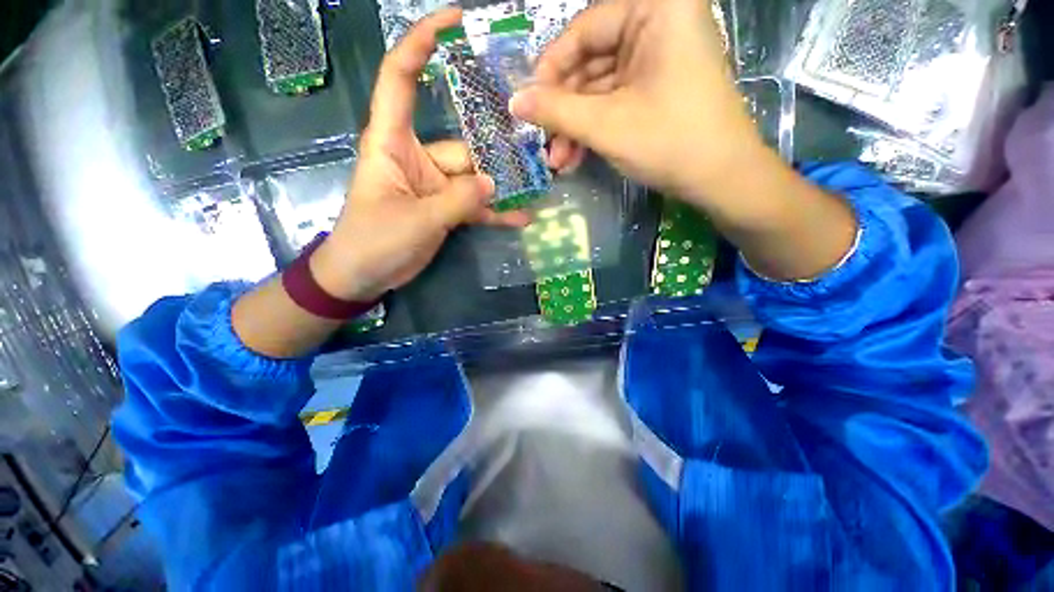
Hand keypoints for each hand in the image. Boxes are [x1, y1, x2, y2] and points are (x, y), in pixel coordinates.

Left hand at [312, 8, 529, 302]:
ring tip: (534, 190)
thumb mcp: (416, 220)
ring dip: (501, 189)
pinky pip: (473, 206)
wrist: (364, 275)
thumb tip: (494, 184)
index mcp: (393, 143)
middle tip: (532, 155)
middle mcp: (416, 157)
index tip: (454, 21)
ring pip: (474, 179)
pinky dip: (494, 213)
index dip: (421, 44)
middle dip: (494, 154)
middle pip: (461, 146)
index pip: (400, 79)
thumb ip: (458, 201)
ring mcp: (434, 186)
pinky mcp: (444, 209)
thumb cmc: (373, 241)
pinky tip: (519, 218)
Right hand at [510, 0, 764, 205]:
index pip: (584, 30)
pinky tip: (575, 156)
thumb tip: (514, 101)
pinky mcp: (655, 86)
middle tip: (543, 142)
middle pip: (590, 62)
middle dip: (564, 109)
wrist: (720, 178)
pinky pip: (613, 100)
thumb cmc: (669, 142)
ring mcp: (657, 57)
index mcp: (655, 9)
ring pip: (598, 87)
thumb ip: (556, 111)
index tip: (527, 106)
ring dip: (575, 126)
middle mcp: (657, 23)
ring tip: (558, 160)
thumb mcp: (606, 125)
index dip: (550, 71)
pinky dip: (593, 128)